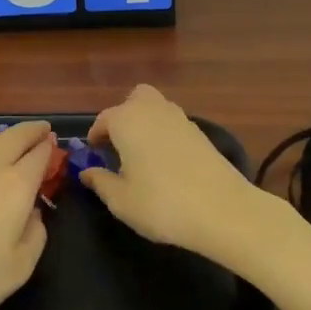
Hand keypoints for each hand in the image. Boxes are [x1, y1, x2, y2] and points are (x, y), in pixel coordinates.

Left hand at [0, 120, 54, 309]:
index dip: (49, 148)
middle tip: (40, 131)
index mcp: (15, 186)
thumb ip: (35, 235)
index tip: (53, 145)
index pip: (39, 154)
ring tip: (1, 147)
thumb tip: (32, 213)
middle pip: (14, 134)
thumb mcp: (18, 269)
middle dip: (31, 130)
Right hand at [81, 85, 265, 255]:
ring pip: (157, 108)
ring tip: (142, 156)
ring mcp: (181, 119)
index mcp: (127, 120)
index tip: (94, 155)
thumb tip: (87, 172)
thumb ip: (100, 182)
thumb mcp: (121, 201)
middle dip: (124, 116)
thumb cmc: (161, 204)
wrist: (223, 210)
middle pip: (135, 99)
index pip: (103, 120)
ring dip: (146, 123)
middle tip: (119, 146)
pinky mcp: (202, 133)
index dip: (95, 137)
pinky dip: (165, 134)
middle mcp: (153, 110)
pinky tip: (167, 163)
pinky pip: (174, 124)